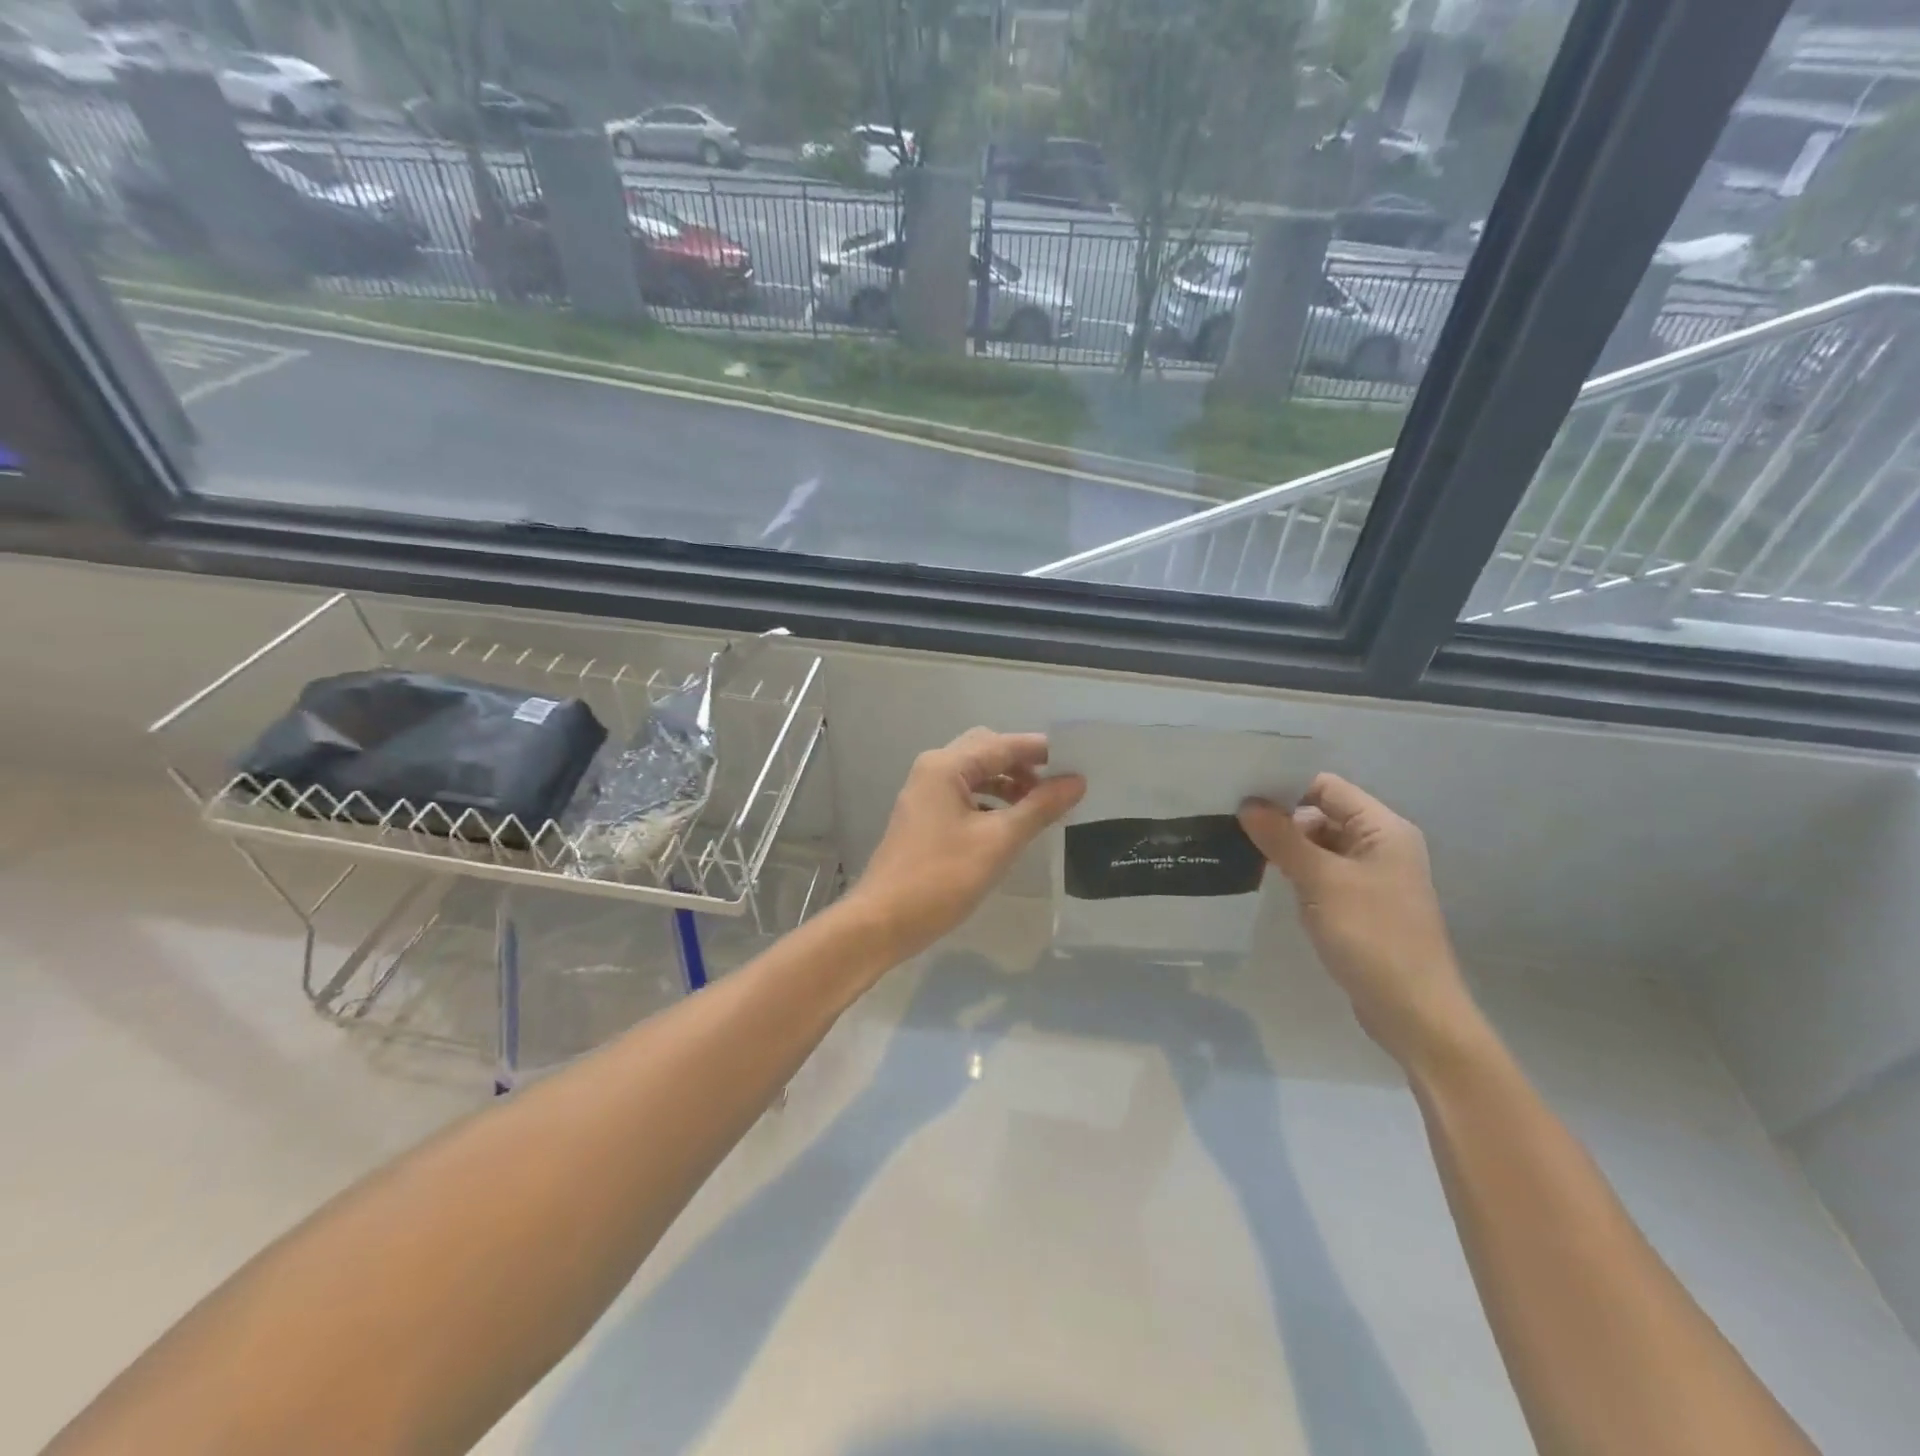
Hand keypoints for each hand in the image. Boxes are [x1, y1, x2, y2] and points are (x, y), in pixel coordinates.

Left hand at [849, 729, 1084, 962]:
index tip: (1080, 762)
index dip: (1043, 750)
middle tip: (1059, 785)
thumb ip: (1039, 807)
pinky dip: (991, 802)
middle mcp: (933, 770)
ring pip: (976, 774)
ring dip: (1008, 784)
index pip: (1003, 744)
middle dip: (1024, 764)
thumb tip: (1076, 781)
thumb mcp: (998, 842)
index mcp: (946, 766)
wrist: (882, 922)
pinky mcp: (924, 817)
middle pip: (987, 751)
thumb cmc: (941, 878)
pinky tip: (1011, 824)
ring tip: (1041, 807)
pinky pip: (965, 795)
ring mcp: (925, 794)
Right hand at [1239, 774, 1478, 1068]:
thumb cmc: (1372, 935)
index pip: (1327, 788)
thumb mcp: (1321, 880)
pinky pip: (1323, 873)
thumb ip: (1282, 838)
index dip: (1286, 786)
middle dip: (1280, 818)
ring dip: (1286, 846)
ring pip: (1319, 845)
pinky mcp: (1360, 904)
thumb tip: (1248, 804)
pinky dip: (1297, 872)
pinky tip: (1266, 878)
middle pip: (1322, 814)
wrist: (1413, 1011)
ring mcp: (1371, 877)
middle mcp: (1381, 845)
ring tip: (1239, 845)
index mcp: (1383, 829)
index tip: (1241, 793)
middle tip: (1231, 821)